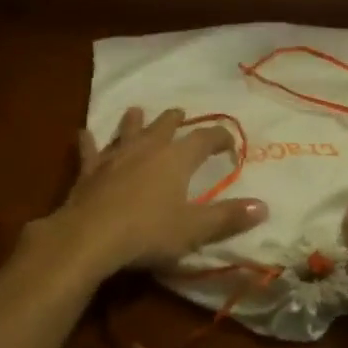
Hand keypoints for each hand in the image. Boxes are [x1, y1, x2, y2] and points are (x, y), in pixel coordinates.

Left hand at [39, 108, 268, 278]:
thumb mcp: (195, 229)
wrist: (91, 237)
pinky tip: (83, 133)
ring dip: (134, 121)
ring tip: (136, 111)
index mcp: (177, 159)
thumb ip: (228, 217)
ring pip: (127, 131)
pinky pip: (90, 150)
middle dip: (175, 120)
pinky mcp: (89, 170)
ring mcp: (115, 156)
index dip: (219, 138)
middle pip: (164, 127)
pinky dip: (88, 141)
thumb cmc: (149, 232)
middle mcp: (147, 148)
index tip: (230, 143)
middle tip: (180, 113)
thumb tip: (264, 206)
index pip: (204, 139)